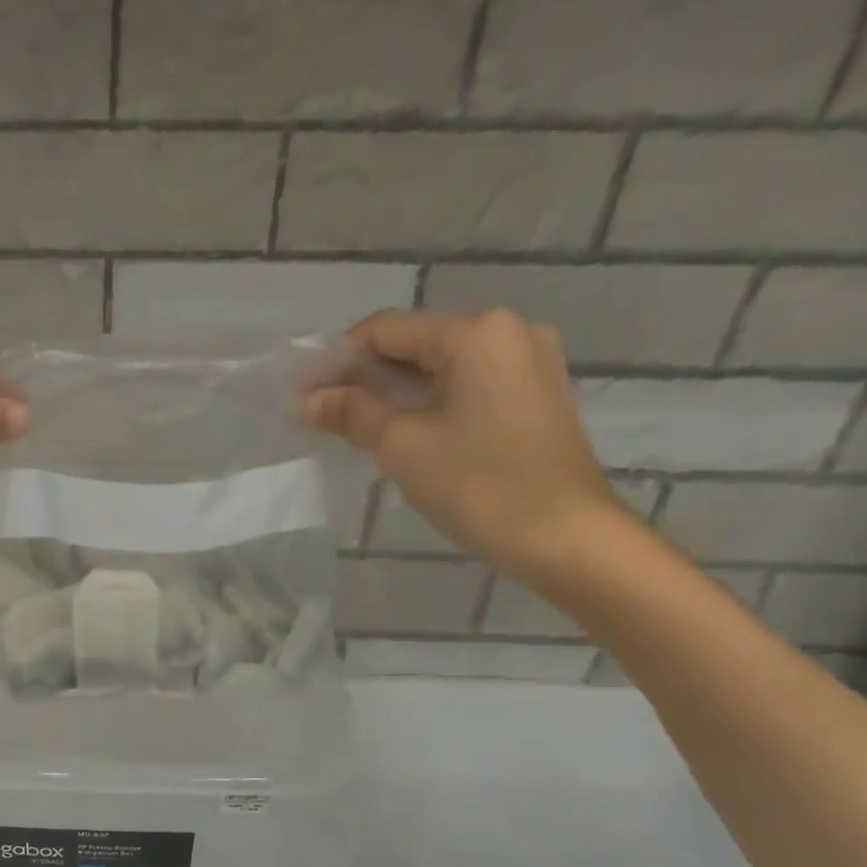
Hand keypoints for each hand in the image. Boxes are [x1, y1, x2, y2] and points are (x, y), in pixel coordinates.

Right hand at [299, 307, 629, 580]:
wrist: (564, 536)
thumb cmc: (477, 483)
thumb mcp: (401, 445)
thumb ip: (350, 412)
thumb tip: (305, 400)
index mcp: (476, 332)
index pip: (386, 329)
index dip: (337, 359)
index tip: (303, 393)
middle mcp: (509, 332)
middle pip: (416, 343)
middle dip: (365, 377)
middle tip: (323, 413)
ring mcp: (529, 364)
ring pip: (442, 367)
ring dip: (395, 392)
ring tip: (356, 426)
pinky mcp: (536, 396)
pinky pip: (469, 386)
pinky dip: (430, 402)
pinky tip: (405, 432)